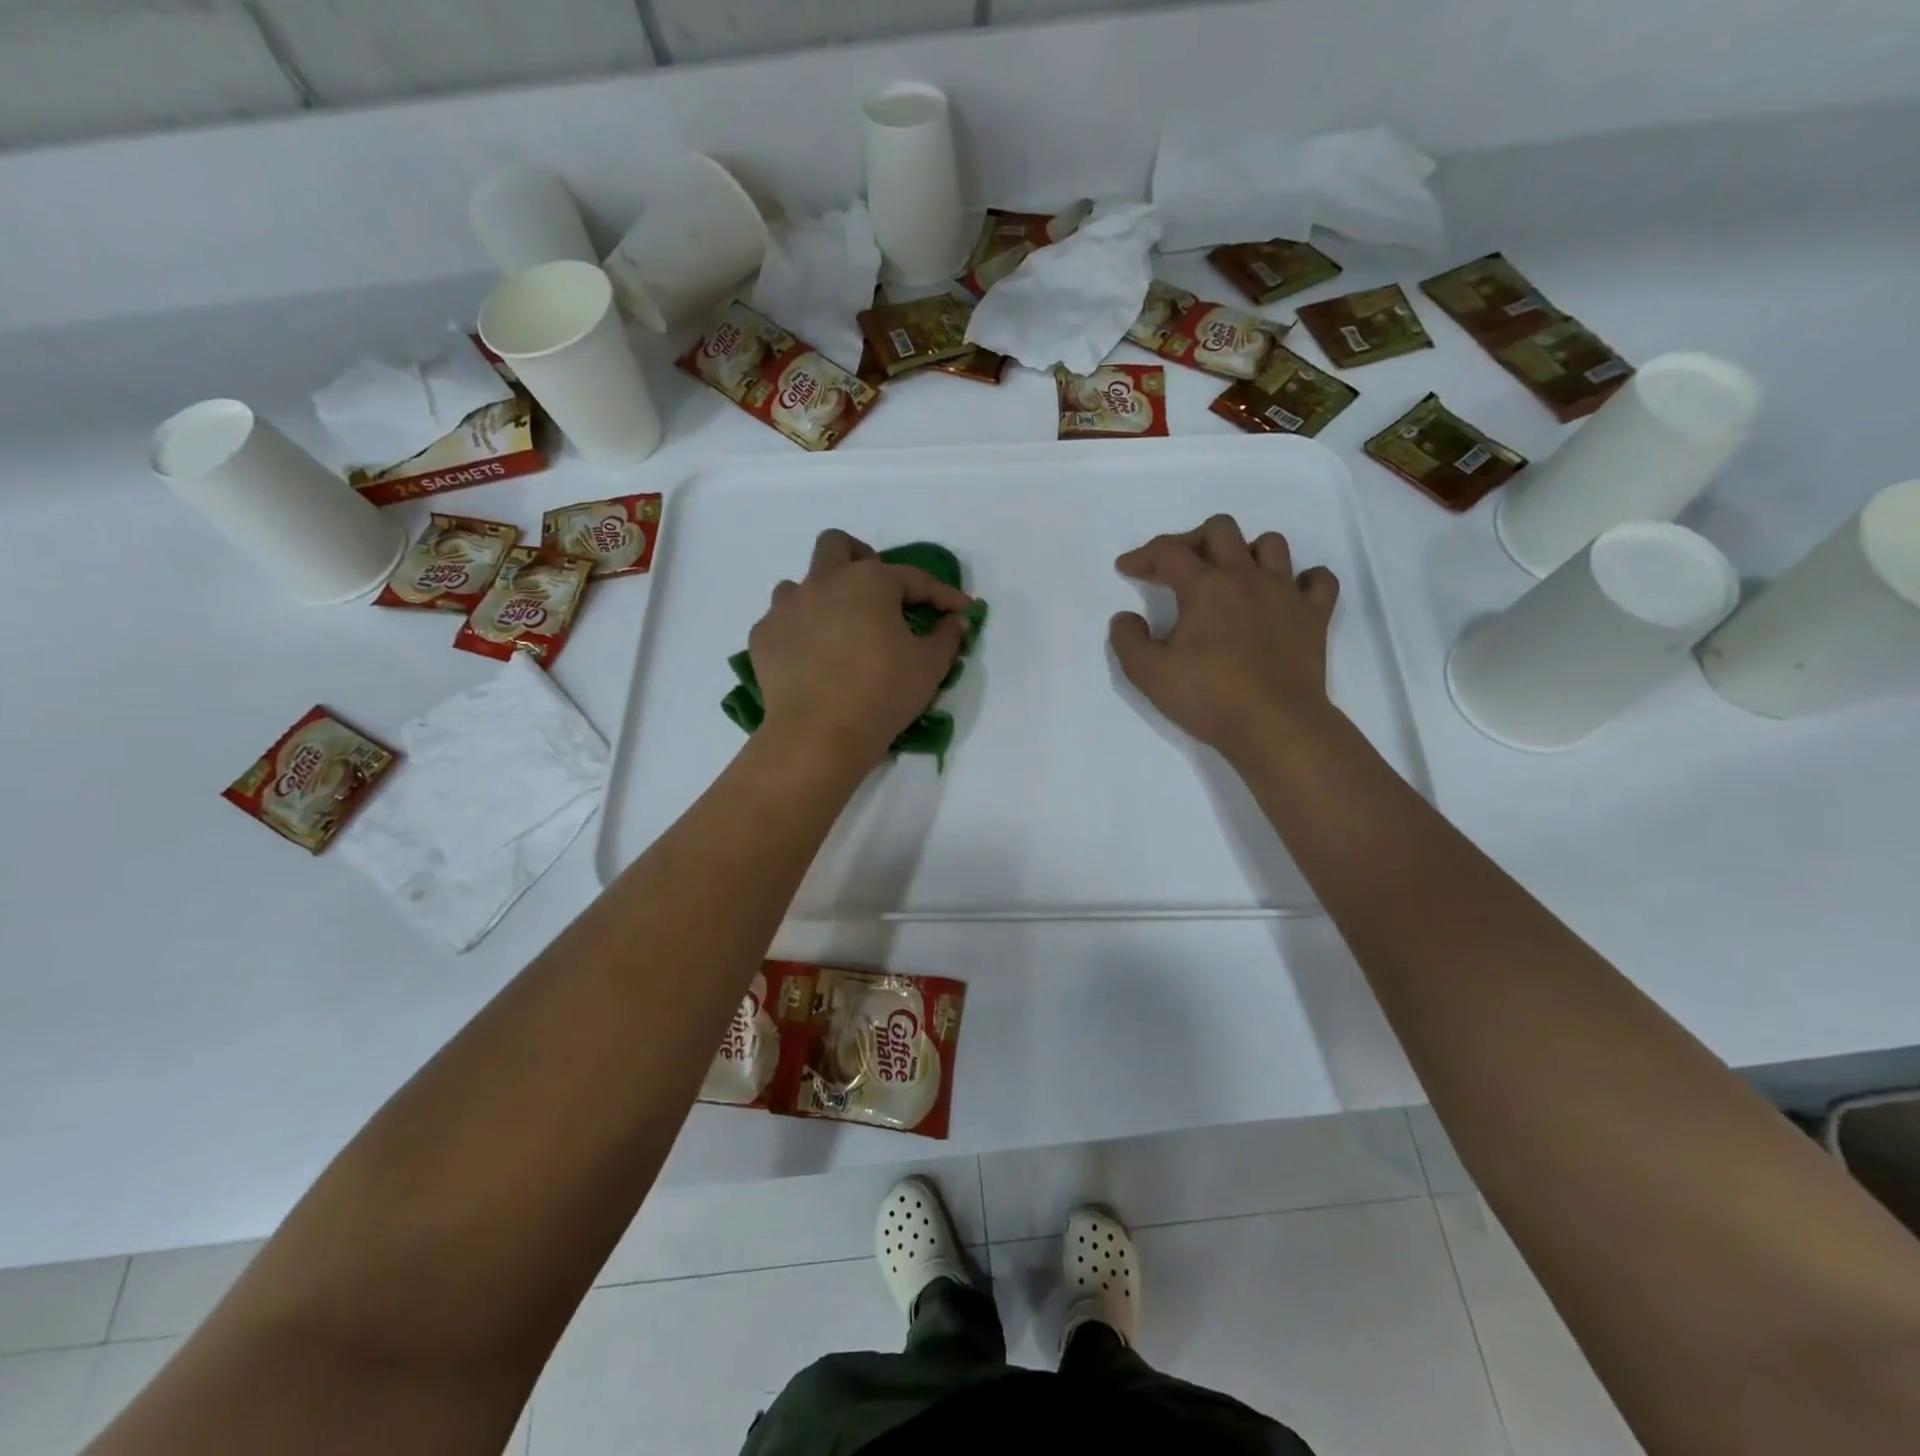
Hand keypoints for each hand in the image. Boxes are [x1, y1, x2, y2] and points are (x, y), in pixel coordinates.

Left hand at [750, 530, 973, 770]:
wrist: (818, 735)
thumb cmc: (883, 693)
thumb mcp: (930, 666)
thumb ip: (947, 635)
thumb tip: (955, 619)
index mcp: (868, 581)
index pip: (913, 577)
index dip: (942, 594)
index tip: (960, 610)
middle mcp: (823, 581)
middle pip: (836, 545)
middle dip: (860, 558)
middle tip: (878, 592)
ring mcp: (786, 607)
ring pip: (802, 584)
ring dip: (823, 597)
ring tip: (839, 630)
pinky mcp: (763, 637)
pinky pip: (783, 622)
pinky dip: (800, 632)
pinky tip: (813, 659)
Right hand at [1109, 514, 1340, 763]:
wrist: (1274, 724)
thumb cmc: (1207, 697)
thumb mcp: (1148, 674)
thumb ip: (1128, 641)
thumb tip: (1125, 618)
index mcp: (1205, 586)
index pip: (1168, 553)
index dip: (1143, 556)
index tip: (1126, 569)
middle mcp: (1246, 577)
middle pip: (1221, 530)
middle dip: (1192, 539)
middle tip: (1177, 567)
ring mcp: (1285, 593)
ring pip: (1271, 544)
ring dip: (1246, 552)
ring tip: (1231, 577)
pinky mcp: (1314, 616)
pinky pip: (1319, 580)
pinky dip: (1303, 579)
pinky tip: (1287, 594)